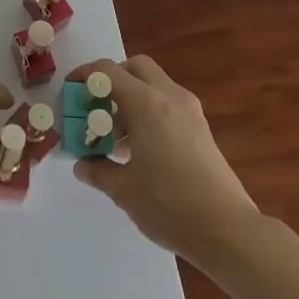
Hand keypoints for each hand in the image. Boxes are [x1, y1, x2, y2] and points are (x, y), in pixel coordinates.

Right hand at [69, 56, 261, 263]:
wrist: (228, 231)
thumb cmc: (170, 205)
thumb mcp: (124, 190)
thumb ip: (98, 171)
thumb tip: (81, 164)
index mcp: (146, 104)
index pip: (107, 71)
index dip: (84, 76)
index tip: (70, 92)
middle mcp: (170, 97)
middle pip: (135, 67)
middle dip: (112, 80)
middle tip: (96, 107)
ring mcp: (190, 111)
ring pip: (155, 84)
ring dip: (132, 97)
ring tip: (116, 137)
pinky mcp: (202, 128)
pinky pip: (168, 103)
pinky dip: (150, 111)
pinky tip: (142, 149)